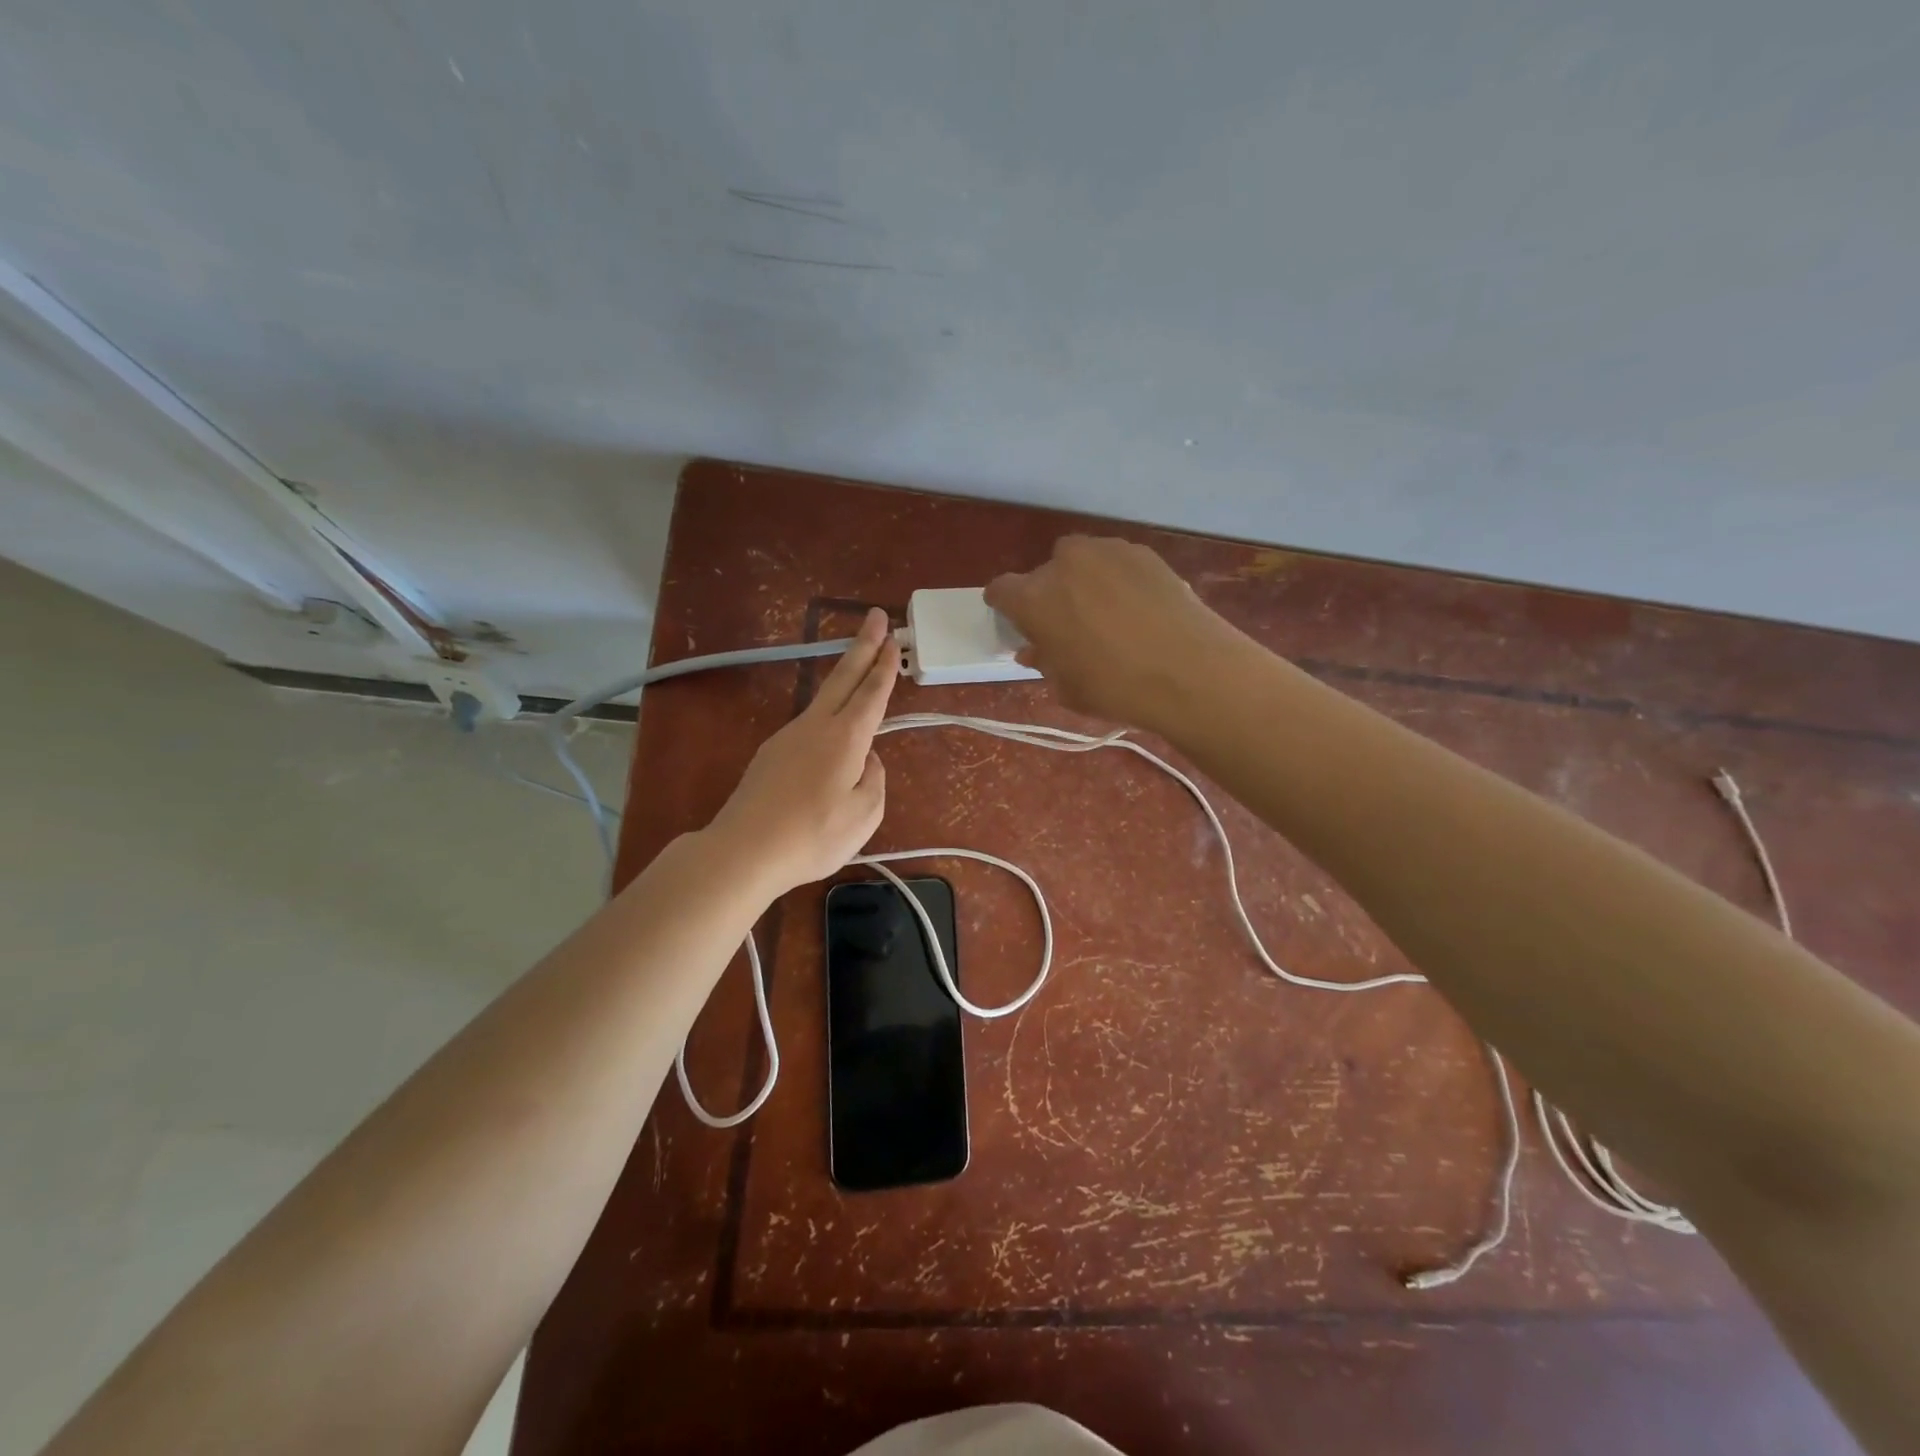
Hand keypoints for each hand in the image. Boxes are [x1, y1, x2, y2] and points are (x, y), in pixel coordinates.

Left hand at [706, 608, 898, 894]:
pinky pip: (808, 726)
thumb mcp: (865, 815)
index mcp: (845, 738)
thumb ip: (874, 781)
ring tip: (859, 666)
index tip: (893, 638)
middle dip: (862, 645)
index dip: (885, 666)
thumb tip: (866, 761)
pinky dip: (827, 713)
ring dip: (844, 676)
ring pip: (823, 698)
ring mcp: (788, 737)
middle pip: (843, 677)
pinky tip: (831, 733)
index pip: (871, 693)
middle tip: (875, 616)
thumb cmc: (813, 835)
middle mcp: (816, 727)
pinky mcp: (770, 754)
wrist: (744, 850)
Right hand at [986, 536, 1239, 729]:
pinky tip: (1136, 608)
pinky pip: (1116, 562)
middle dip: (1049, 595)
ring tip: (1105, 614)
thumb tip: (1035, 649)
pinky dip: (1117, 579)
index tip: (1016, 621)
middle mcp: (1064, 564)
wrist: (1190, 670)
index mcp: (1033, 598)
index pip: (1001, 590)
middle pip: (1044, 574)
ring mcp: (1106, 551)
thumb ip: (1044, 662)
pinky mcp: (1143, 552)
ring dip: (1083, 581)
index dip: (1005, 606)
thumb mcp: (1067, 687)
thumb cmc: (1115, 687)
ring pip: (1081, 561)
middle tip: (1067, 625)